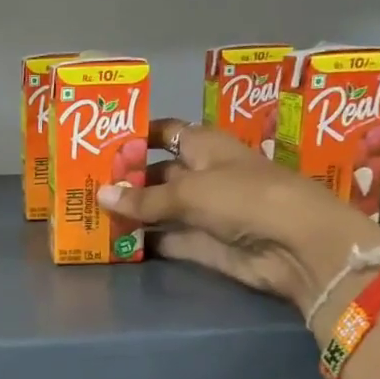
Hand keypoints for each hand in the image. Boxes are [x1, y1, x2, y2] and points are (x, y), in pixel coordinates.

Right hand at [95, 120, 379, 339]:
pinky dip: (144, 241)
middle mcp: (202, 174)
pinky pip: (166, 239)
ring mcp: (202, 211)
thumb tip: (102, 195)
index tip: (101, 144)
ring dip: (131, 213)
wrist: (295, 246)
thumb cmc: (245, 198)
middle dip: (126, 180)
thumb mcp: (190, 191)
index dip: (137, 137)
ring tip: (89, 215)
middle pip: (156, 174)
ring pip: (158, 209)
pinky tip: (112, 242)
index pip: (166, 133)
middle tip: (84, 186)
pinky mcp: (202, 244)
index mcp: (205, 146)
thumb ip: (144, 198)